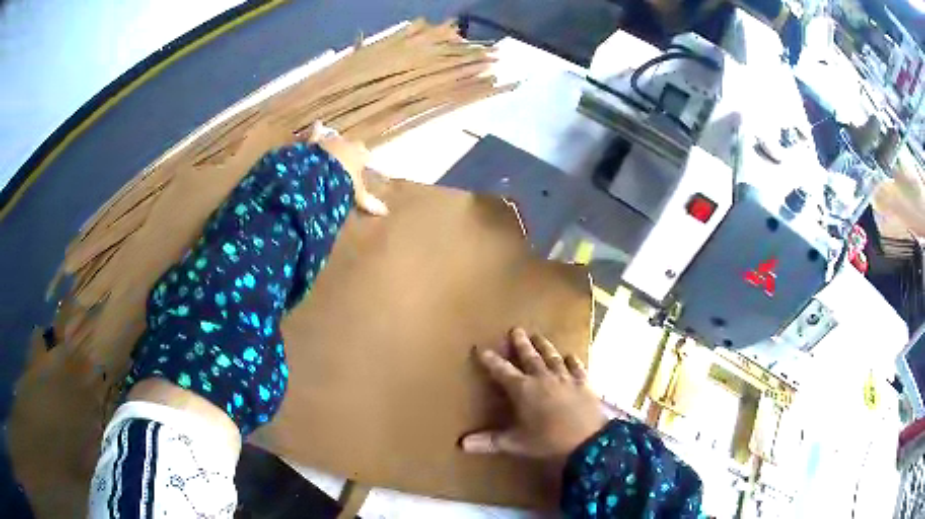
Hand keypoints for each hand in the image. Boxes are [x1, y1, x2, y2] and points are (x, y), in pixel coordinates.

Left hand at [310, 123, 388, 215]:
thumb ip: (369, 202)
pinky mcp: (315, 141)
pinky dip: (316, 129)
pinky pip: (316, 132)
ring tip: (335, 144)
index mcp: (359, 155)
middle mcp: (347, 144)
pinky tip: (317, 124)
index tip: (365, 164)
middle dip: (351, 149)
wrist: (319, 173)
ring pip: (336, 137)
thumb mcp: (356, 194)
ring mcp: (330, 140)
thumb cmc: (342, 182)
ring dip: (335, 141)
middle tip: (348, 156)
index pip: (366, 155)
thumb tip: (385, 212)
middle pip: (353, 144)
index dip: (365, 160)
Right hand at [461, 328, 607, 462]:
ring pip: (552, 357)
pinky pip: (577, 367)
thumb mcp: (516, 443)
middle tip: (516, 329)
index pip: (502, 371)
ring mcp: (565, 378)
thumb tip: (462, 444)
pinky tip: (570, 355)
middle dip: (521, 343)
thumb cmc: (547, 441)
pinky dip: (572, 360)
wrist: (587, 440)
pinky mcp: (584, 383)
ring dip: (544, 346)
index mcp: (523, 390)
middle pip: (529, 356)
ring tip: (538, 336)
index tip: (482, 348)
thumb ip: (489, 441)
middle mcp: (543, 378)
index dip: (491, 360)